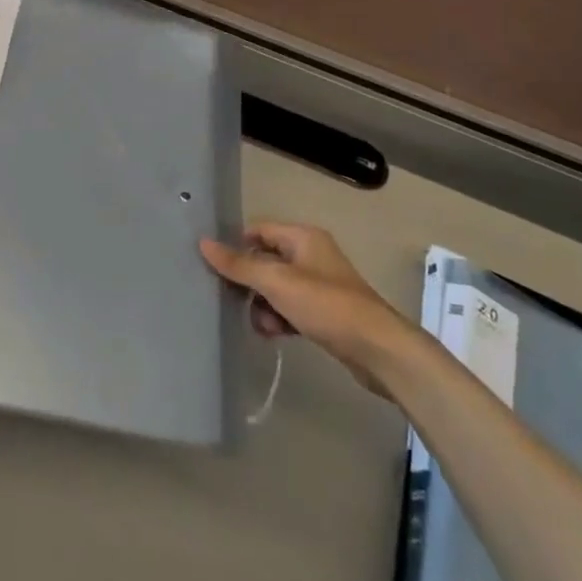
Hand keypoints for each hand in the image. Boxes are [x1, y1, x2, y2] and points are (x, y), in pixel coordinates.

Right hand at [199, 222, 419, 397]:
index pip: (257, 231)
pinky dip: (279, 318)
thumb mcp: (276, 282)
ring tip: (263, 325)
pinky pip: (290, 307)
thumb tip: (203, 243)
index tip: (214, 268)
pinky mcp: (324, 311)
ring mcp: (319, 284)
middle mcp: (310, 254)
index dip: (235, 246)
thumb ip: (239, 264)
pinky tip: (275, 334)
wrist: (377, 349)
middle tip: (235, 302)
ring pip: (275, 287)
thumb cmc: (326, 305)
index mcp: (302, 237)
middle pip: (265, 260)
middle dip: (249, 282)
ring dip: (263, 305)